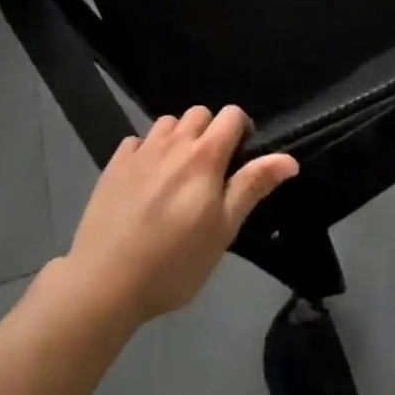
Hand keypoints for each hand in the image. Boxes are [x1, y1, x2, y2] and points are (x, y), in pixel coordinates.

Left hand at [63, 106, 297, 326]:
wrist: (105, 280)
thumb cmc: (174, 261)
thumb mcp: (223, 230)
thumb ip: (253, 186)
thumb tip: (289, 158)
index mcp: (205, 155)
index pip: (232, 115)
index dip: (241, 129)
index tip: (240, 158)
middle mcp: (174, 141)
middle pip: (200, 113)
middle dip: (210, 132)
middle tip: (209, 172)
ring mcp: (141, 149)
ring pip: (168, 123)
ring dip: (178, 138)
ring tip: (177, 174)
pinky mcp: (115, 163)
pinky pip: (138, 141)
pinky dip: (147, 151)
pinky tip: (145, 181)